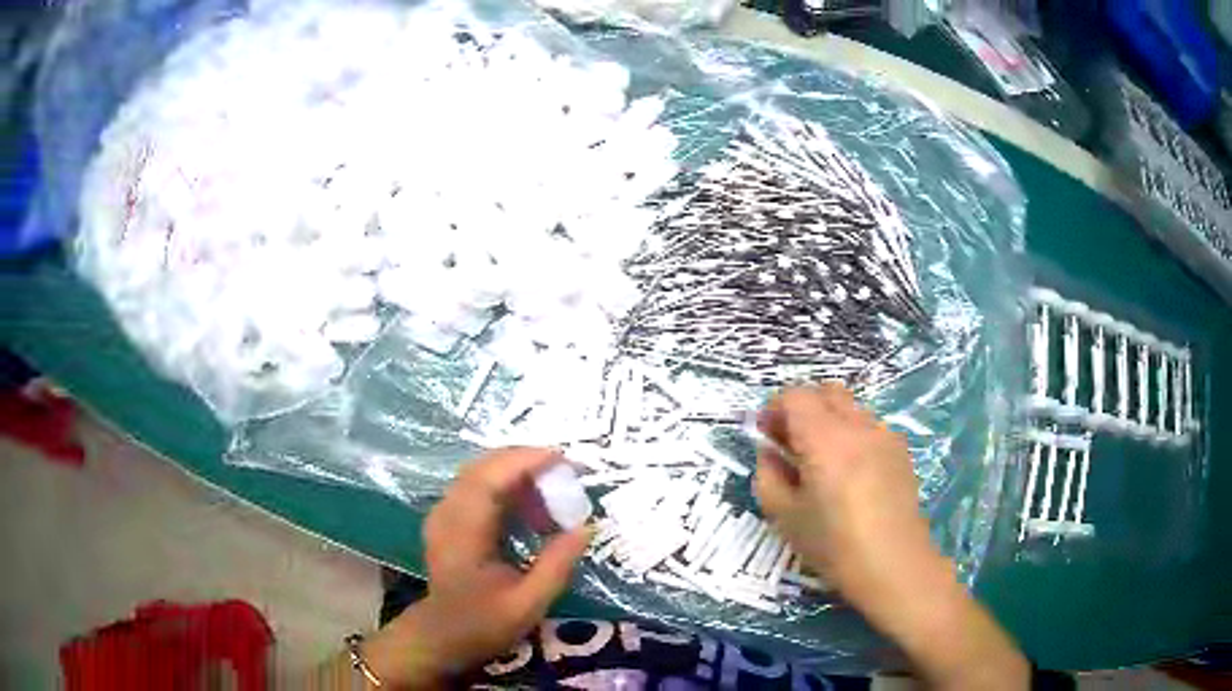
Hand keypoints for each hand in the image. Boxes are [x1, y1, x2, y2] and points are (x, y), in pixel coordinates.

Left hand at [362, 448, 591, 688]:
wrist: (443, 636)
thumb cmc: (484, 623)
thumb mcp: (529, 604)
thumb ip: (557, 564)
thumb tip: (586, 527)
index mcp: (463, 532)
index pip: (489, 478)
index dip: (525, 461)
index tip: (563, 458)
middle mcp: (448, 513)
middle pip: (484, 467)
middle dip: (526, 462)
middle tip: (567, 473)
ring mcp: (444, 513)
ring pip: (481, 474)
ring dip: (517, 475)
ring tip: (554, 496)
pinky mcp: (448, 518)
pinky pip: (478, 488)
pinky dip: (507, 488)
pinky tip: (531, 511)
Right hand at [754, 385, 1028, 689]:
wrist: (895, 565)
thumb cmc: (834, 545)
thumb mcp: (785, 517)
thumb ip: (768, 476)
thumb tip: (770, 453)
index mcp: (826, 439)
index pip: (795, 396)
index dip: (774, 409)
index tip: (765, 435)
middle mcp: (858, 426)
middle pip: (826, 391)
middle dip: (802, 408)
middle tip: (789, 442)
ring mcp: (885, 435)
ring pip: (850, 408)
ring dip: (828, 420)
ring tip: (820, 460)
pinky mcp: (901, 451)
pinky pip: (869, 426)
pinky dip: (851, 434)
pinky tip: (849, 473)